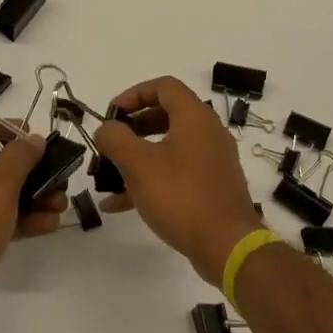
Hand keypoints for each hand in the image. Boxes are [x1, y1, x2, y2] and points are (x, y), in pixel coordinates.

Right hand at [94, 77, 265, 286]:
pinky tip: (120, 204)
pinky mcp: (211, 187)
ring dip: (138, 156)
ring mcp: (212, 162)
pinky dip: (151, 180)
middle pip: (166, 115)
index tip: (111, 113)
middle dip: (133, 126)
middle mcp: (208, 133)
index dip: (134, 94)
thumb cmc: (181, 196)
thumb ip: (115, 139)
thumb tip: (106, 128)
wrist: (227, 246)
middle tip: (110, 141)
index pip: (164, 86)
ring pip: (169, 147)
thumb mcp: (138, 164)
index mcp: (195, 117)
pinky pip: (176, 174)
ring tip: (109, 174)